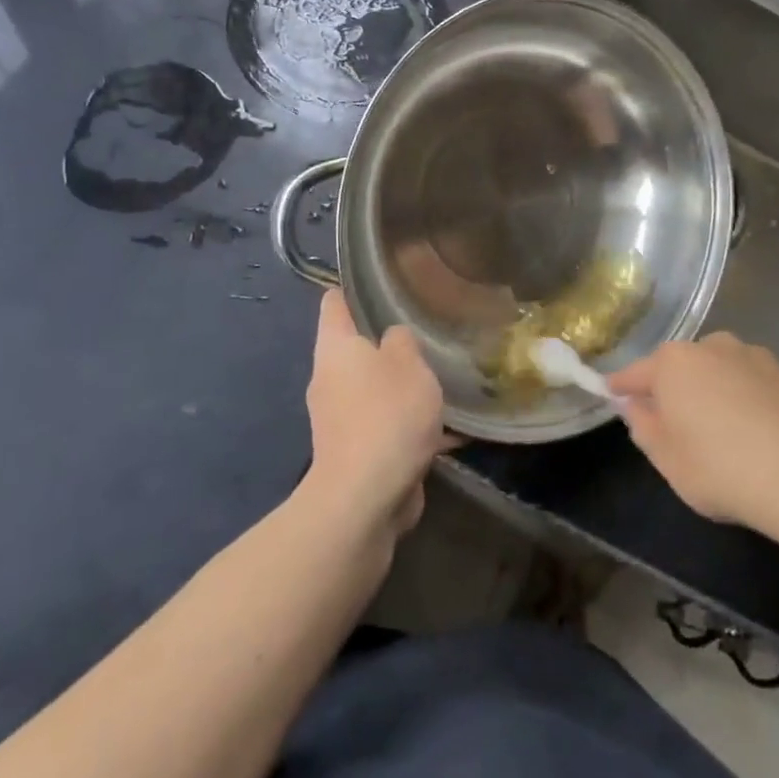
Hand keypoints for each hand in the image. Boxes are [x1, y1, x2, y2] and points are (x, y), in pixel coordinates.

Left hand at [301, 290, 448, 538]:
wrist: (365, 499)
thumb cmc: (386, 415)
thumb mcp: (408, 363)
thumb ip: (402, 341)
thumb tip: (393, 338)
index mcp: (335, 349)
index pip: (334, 303)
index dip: (352, 288)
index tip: (379, 279)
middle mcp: (329, 379)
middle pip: (356, 348)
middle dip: (388, 341)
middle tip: (426, 329)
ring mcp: (339, 419)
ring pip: (375, 389)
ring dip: (403, 387)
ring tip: (443, 380)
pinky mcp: (355, 452)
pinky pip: (386, 426)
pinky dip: (410, 425)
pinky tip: (449, 432)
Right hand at [608, 333, 778, 532]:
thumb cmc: (720, 468)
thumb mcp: (666, 459)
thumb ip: (644, 427)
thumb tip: (637, 406)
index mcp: (673, 362)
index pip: (635, 373)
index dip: (621, 387)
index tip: (611, 394)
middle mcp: (710, 346)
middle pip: (679, 367)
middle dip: (671, 389)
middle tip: (671, 424)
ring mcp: (751, 356)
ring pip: (716, 371)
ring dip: (710, 391)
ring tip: (717, 429)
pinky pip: (748, 383)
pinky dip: (742, 399)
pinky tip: (752, 432)